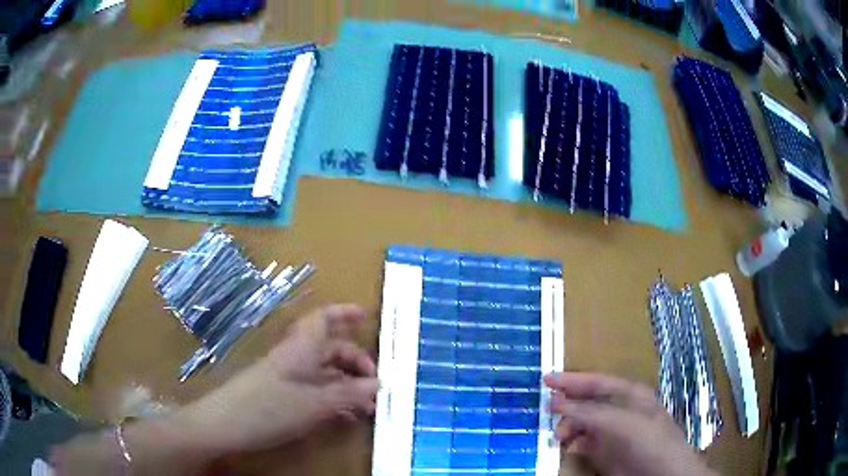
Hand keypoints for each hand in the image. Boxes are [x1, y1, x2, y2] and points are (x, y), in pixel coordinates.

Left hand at [177, 304, 378, 453]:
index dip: (343, 313)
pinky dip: (333, 399)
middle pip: (329, 349)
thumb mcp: (315, 403)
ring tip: (369, 406)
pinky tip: (346, 415)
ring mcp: (287, 377)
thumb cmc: (269, 408)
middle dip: (356, 363)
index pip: (323, 320)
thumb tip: (380, 384)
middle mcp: (294, 358)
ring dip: (348, 385)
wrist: (225, 425)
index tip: (366, 316)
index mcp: (300, 349)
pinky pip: (314, 390)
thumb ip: (349, 393)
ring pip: (324, 372)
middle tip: (378, 385)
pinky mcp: (282, 395)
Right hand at [544, 372, 715, 475]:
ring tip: (559, 435)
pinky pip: (583, 443)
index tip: (546, 379)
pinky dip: (573, 443)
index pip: (597, 381)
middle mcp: (619, 410)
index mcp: (629, 394)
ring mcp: (612, 432)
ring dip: (568, 426)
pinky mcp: (605, 452)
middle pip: (588, 401)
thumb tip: (558, 402)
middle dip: (568, 404)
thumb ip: (591, 412)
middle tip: (548, 411)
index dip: (572, 379)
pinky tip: (569, 446)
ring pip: (583, 423)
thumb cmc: (649, 441)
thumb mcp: (623, 423)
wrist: (661, 475)